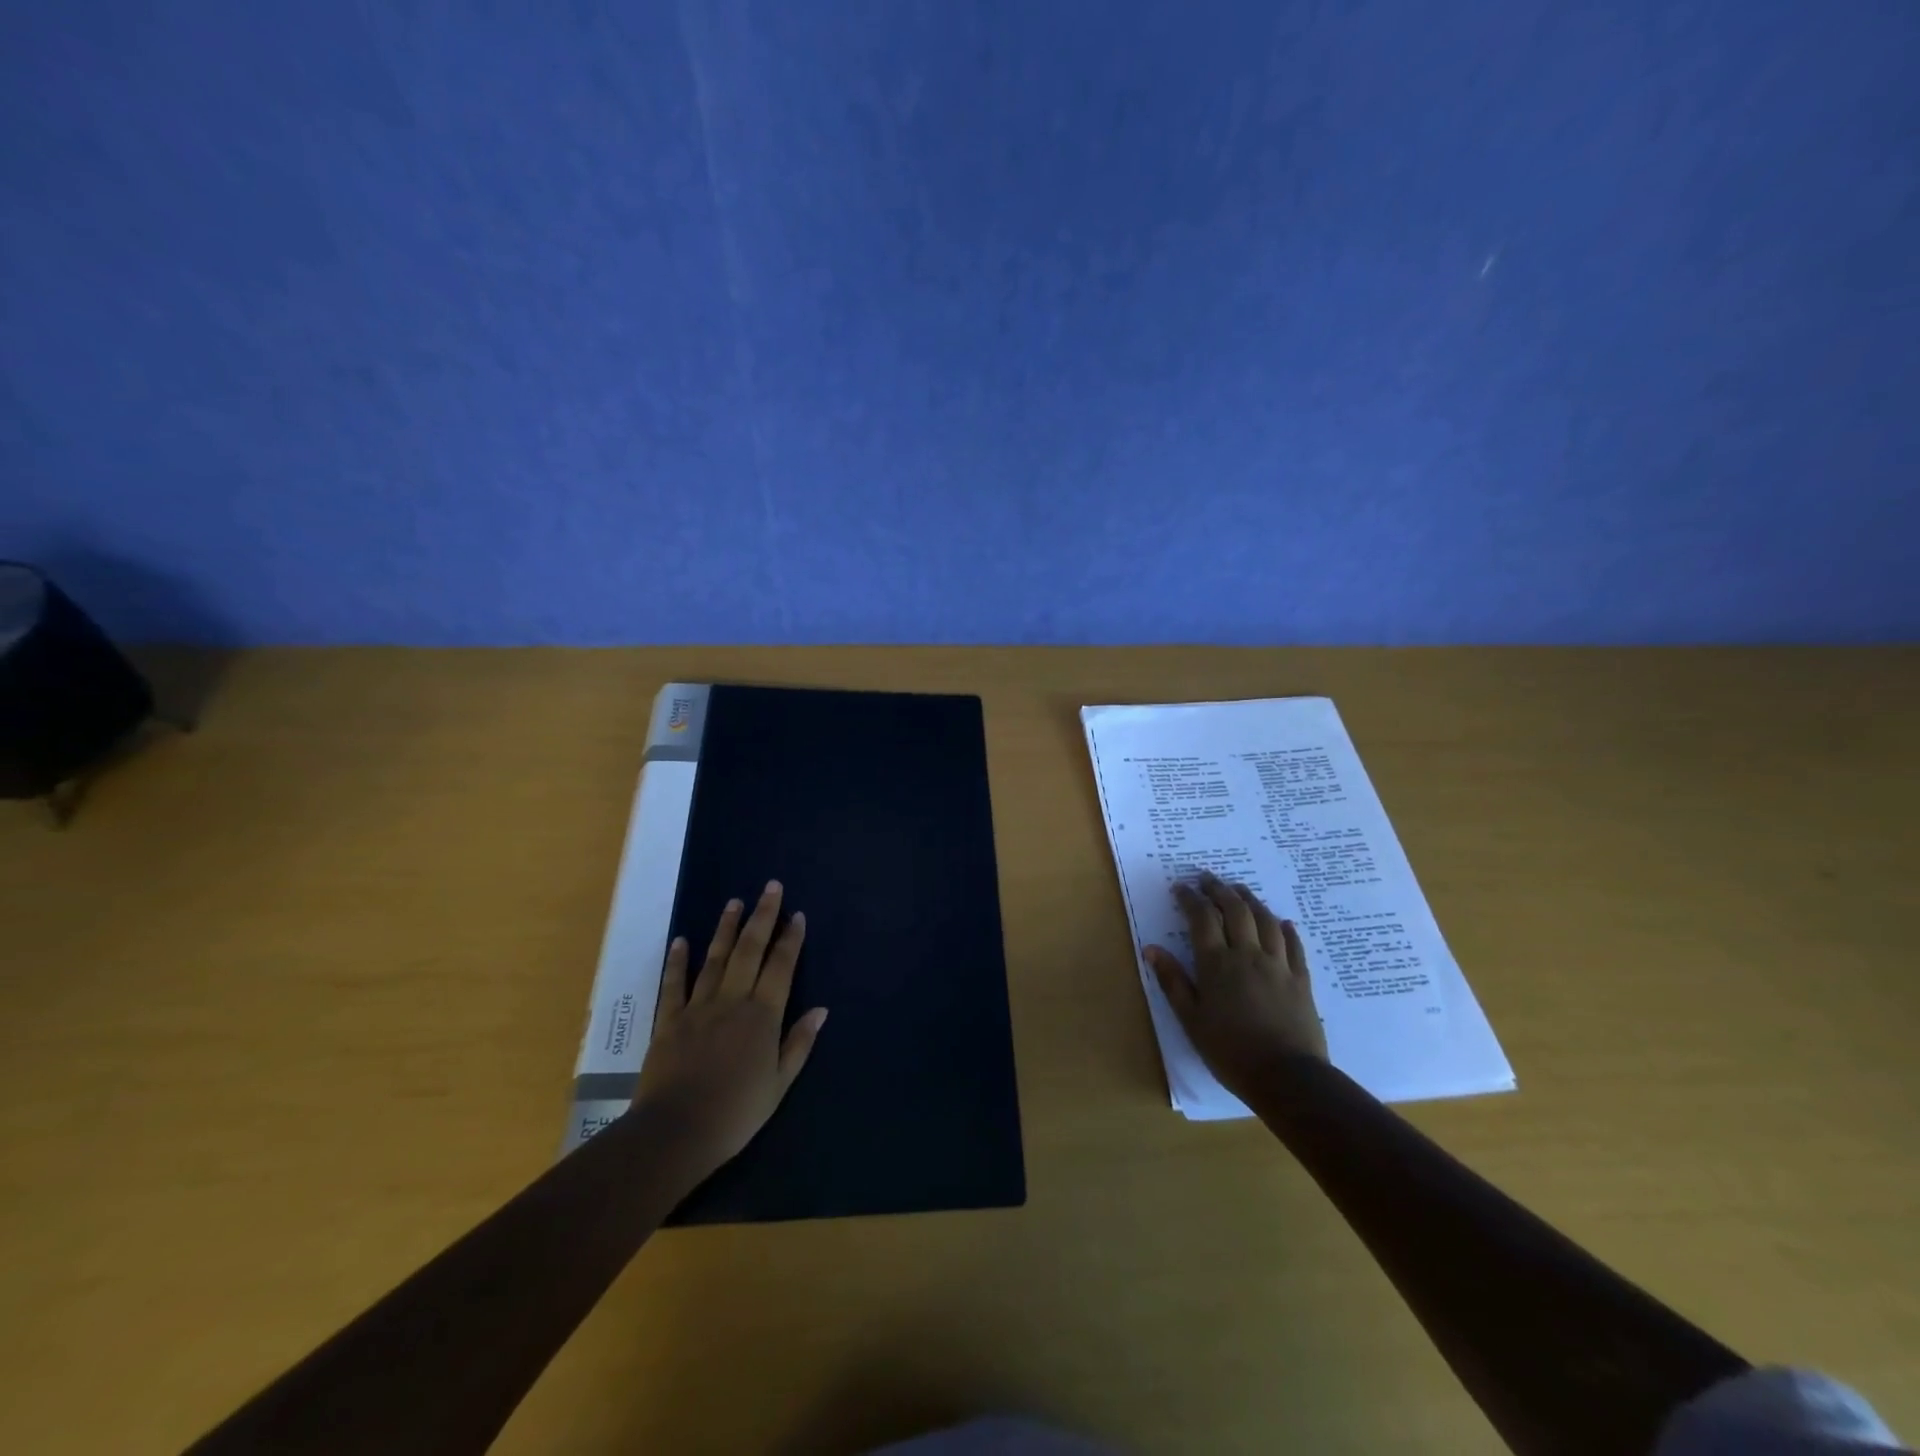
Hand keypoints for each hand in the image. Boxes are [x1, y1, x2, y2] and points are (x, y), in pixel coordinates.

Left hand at [635, 880, 827, 1177]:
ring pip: (715, 958)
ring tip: (735, 902)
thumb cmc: (736, 1113)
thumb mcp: (779, 1085)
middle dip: (763, 916)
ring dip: (726, 928)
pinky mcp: (669, 1020)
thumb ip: (799, 1043)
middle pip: (750, 950)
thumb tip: (821, 1009)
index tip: (797, 914)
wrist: (676, 1132)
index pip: (781, 966)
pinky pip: (674, 984)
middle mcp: (733, 1000)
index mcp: (763, 1015)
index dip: (791, 939)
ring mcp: (698, 1007)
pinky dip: (678, 961)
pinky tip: (681, 940)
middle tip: (770, 887)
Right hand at [1144, 872, 1326, 1101]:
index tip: (1180, 887)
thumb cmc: (1230, 1051)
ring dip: (1250, 900)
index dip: (1190, 898)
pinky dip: (1285, 929)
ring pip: (1265, 920)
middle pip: (1234, 910)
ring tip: (1239, 889)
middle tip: (1207, 878)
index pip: (1202, 918)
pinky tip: (1282, 922)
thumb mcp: (1191, 1020)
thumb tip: (1152, 948)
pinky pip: (1294, 945)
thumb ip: (1172, 981)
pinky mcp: (1301, 979)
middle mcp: (1247, 954)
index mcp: (1217, 964)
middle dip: (1219, 889)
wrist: (1288, 1077)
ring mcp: (1278, 965)